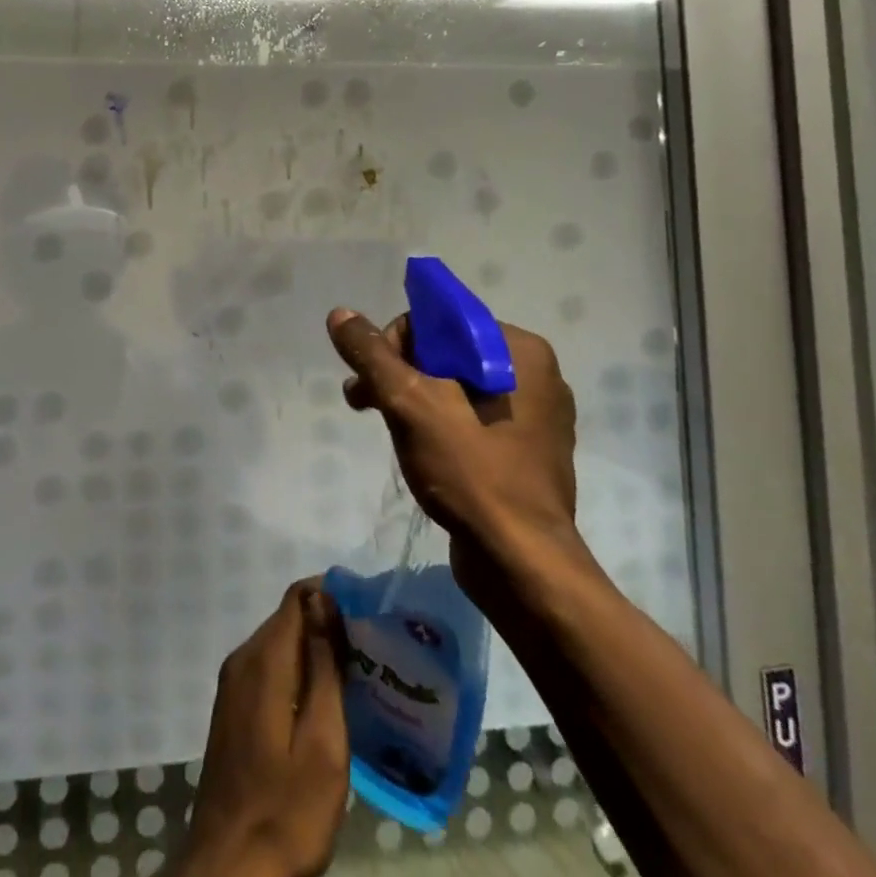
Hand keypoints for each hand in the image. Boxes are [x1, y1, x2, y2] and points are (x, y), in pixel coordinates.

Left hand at [172, 581, 349, 876]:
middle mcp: (242, 659)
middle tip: (370, 652)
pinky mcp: (232, 709)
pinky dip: (296, 673)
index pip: (297, 597)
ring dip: (313, 652)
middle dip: (326, 624)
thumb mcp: (322, 741)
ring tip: (356, 677)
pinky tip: (323, 704)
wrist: (230, 868)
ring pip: (278, 645)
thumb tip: (322, 597)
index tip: (367, 615)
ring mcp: (233, 685)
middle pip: (287, 619)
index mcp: (264, 660)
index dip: (331, 596)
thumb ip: (323, 665)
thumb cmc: (287, 808)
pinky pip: (268, 670)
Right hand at [326, 309, 580, 580]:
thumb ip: (371, 353)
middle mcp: (535, 374)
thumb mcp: (408, 402)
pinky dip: (438, 423)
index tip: (374, 379)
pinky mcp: (527, 451)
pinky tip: (415, 448)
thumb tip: (339, 314)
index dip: (396, 341)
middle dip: (398, 372)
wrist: (520, 563)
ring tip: (379, 425)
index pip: (441, 320)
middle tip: (362, 401)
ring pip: (455, 386)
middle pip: (446, 352)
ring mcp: (536, 416)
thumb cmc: (469, 470)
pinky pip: (472, 417)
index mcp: (520, 351)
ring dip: (411, 398)